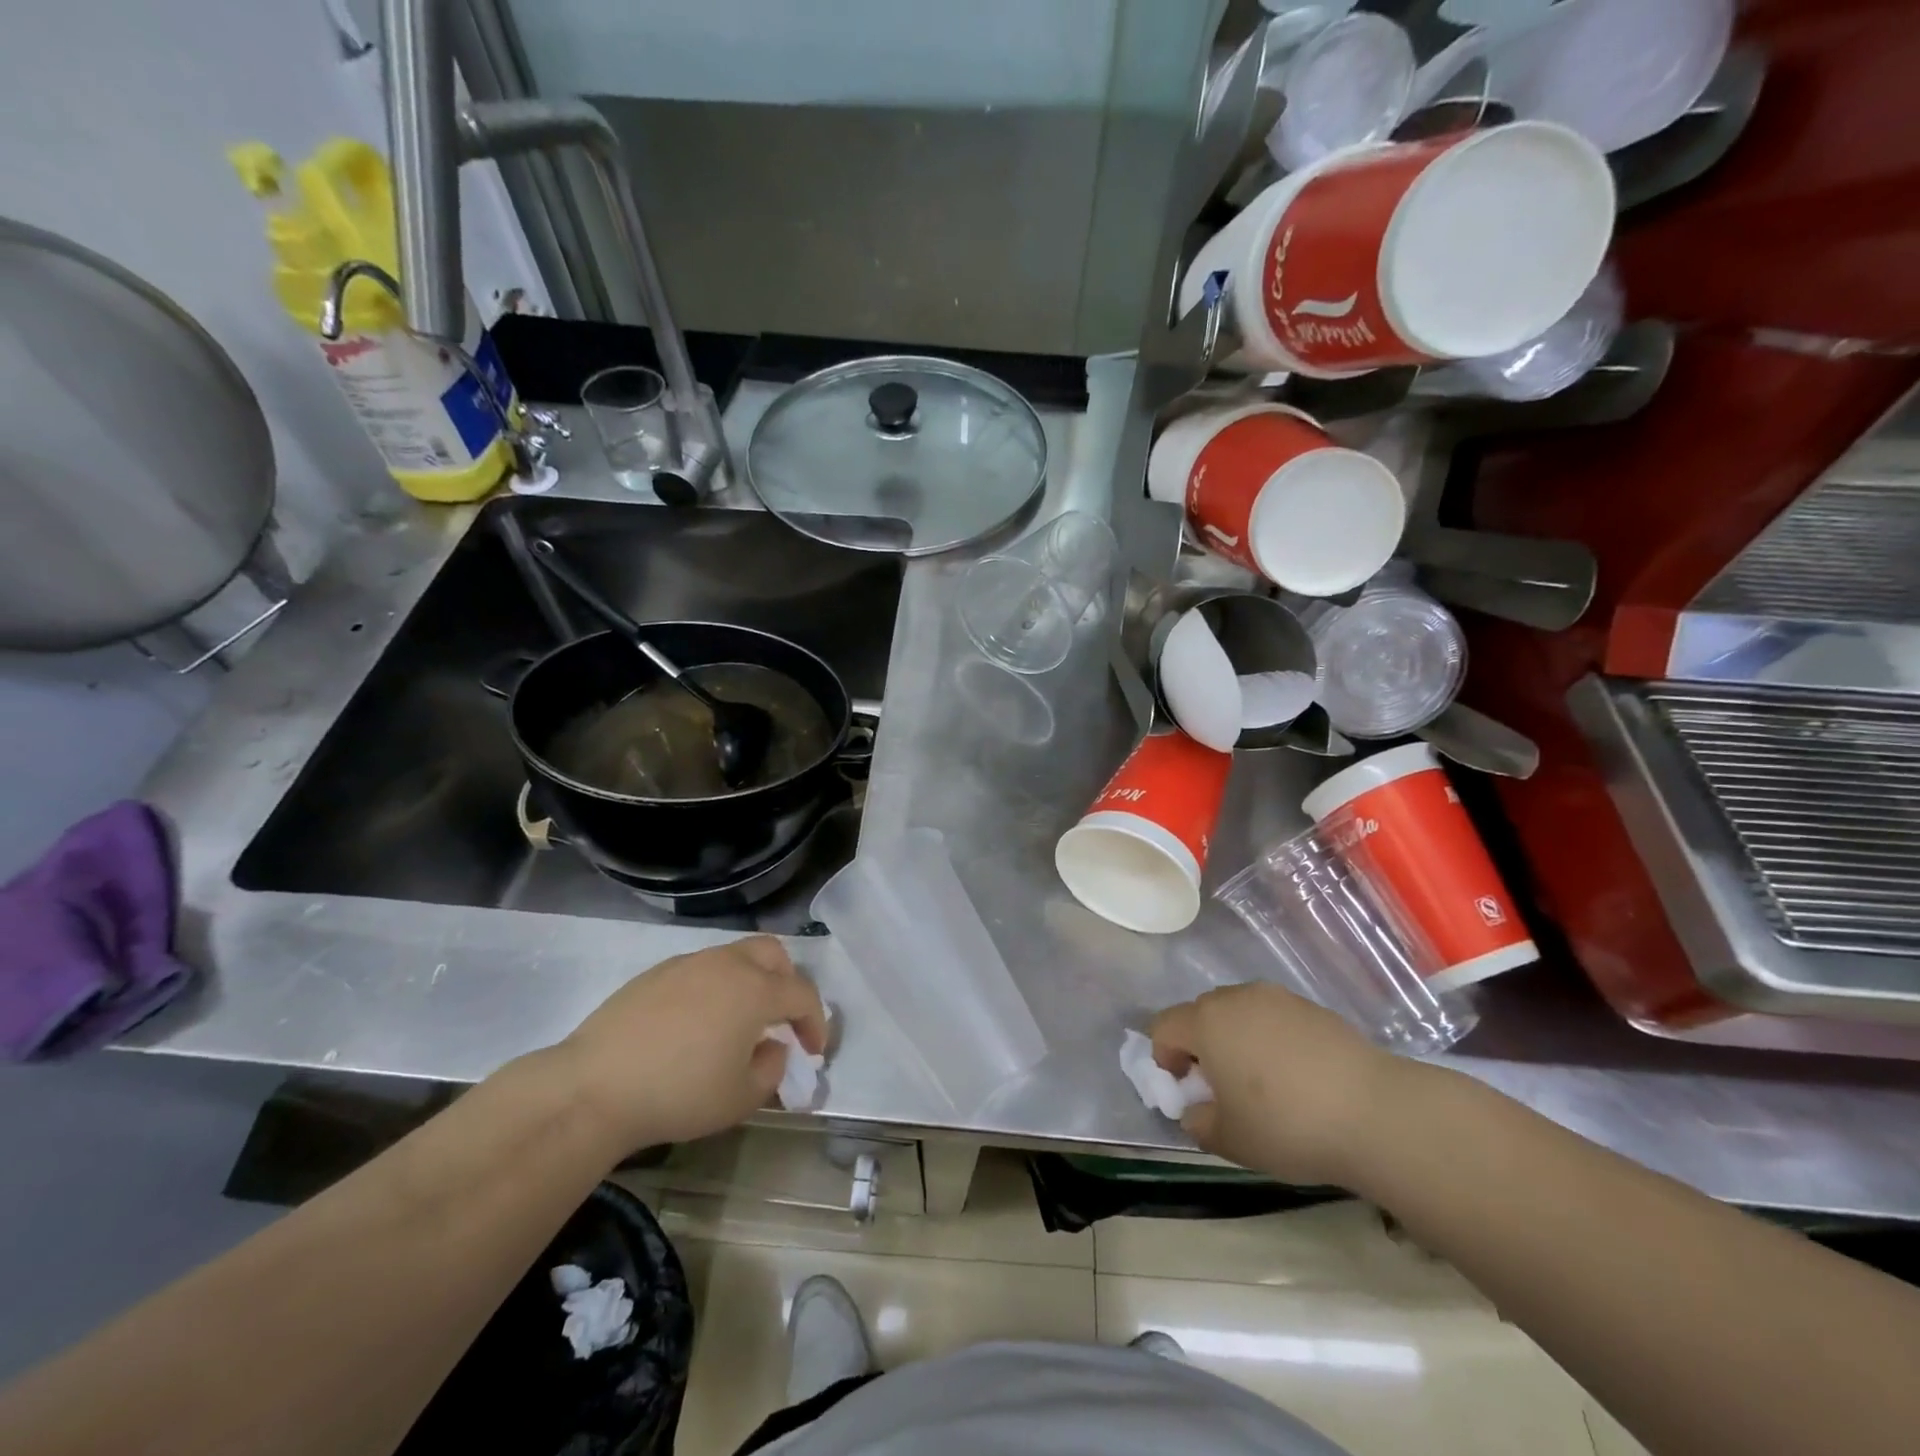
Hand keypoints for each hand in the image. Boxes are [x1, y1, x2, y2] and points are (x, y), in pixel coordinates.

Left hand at [559, 936, 826, 1153]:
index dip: (816, 1022)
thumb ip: (771, 1069)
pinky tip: (697, 1024)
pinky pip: (701, 970)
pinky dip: (715, 988)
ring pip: (735, 957)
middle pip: (774, 955)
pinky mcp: (656, 973)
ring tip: (739, 1023)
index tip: (814, 1051)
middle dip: (788, 983)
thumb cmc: (679, 1094)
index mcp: (755, 989)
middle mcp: (727, 964)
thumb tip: (773, 1047)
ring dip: (750, 982)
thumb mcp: (740, 1098)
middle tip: (782, 1019)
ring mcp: (689, 964)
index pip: (802, 994)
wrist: (595, 1087)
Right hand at [1151, 983, 1409, 1186]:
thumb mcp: (1230, 1139)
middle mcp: (1236, 998)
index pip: (1163, 1027)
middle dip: (1201, 1046)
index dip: (1165, 1058)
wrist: (1375, 1112)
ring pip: (1239, 1012)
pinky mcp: (1312, 1007)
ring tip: (1262, 1082)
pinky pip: (1274, 1017)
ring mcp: (1277, 998)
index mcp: (1206, 1022)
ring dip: (1237, 1039)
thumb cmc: (1287, 1125)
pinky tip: (1298, 1077)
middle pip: (1200, 1014)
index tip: (1188, 1089)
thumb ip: (1198, 1122)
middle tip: (1222, 1087)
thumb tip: (1196, 1110)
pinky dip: (1272, 1039)